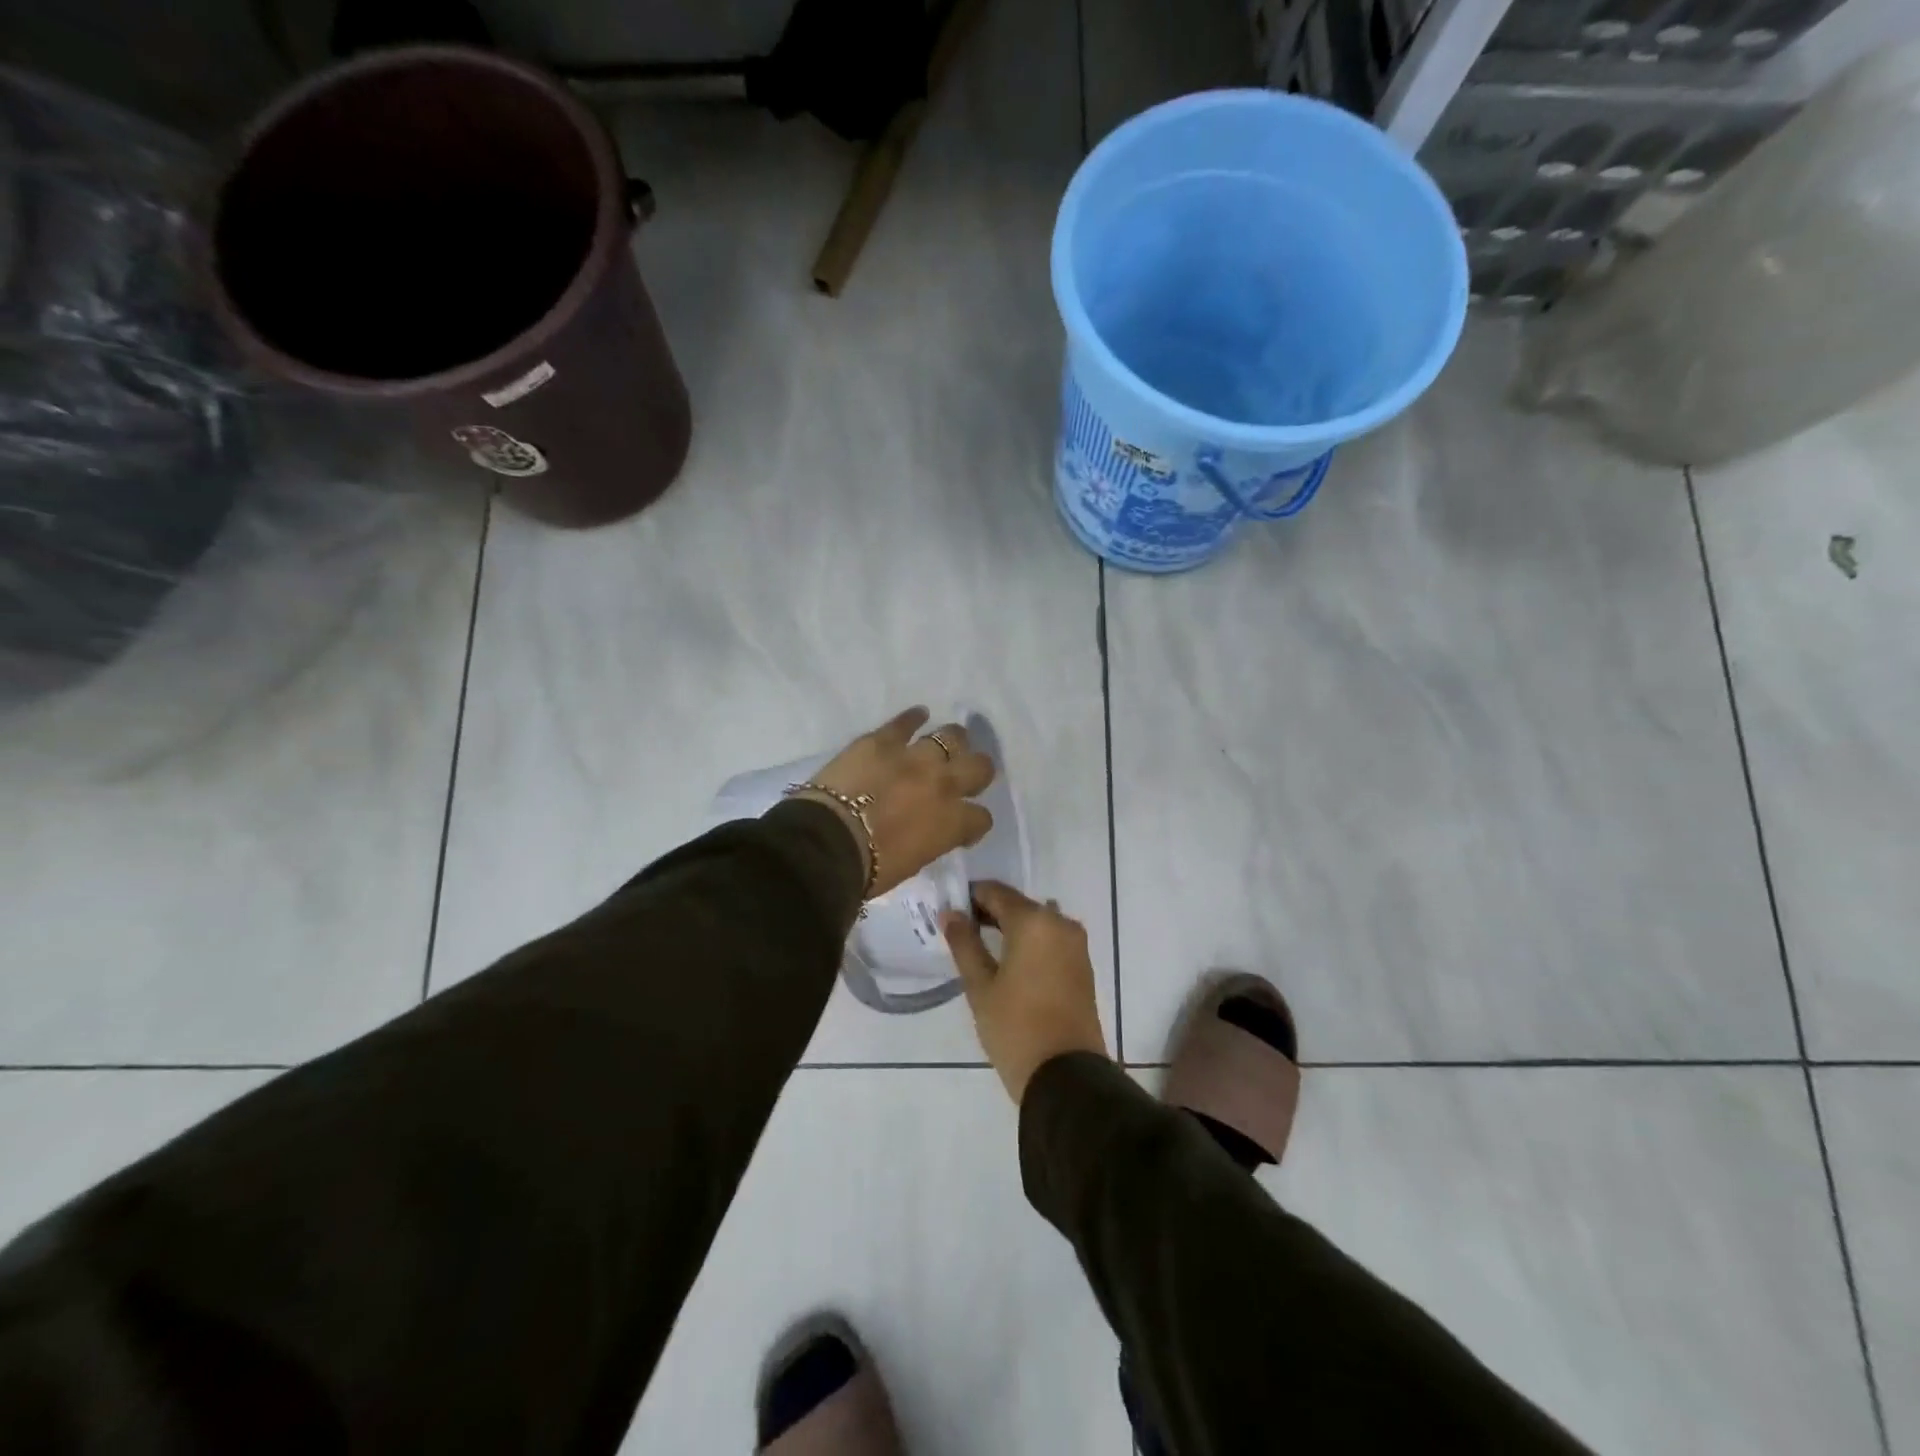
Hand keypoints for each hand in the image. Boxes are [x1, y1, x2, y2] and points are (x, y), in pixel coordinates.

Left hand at [800, 707, 995, 898]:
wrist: (827, 843)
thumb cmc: (869, 868)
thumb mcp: (913, 863)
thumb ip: (931, 840)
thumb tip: (929, 830)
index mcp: (952, 822)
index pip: (981, 818)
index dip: (973, 823)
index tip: (962, 827)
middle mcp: (944, 783)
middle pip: (980, 767)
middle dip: (975, 773)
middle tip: (963, 777)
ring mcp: (914, 757)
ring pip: (951, 736)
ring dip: (953, 741)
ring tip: (946, 744)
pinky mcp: (882, 741)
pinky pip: (905, 722)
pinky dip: (913, 718)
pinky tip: (918, 716)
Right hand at [944, 882, 1108, 1102]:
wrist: (1066, 1075)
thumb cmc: (1015, 1027)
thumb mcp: (980, 986)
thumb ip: (964, 943)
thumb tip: (950, 913)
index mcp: (1034, 921)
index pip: (995, 892)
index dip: (970, 897)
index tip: (949, 911)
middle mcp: (1060, 923)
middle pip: (1018, 905)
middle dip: (989, 913)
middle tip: (960, 931)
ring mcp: (1076, 944)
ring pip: (1036, 922)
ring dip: (1010, 928)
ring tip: (981, 948)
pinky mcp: (1083, 965)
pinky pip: (1050, 940)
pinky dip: (1029, 943)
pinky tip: (1009, 963)